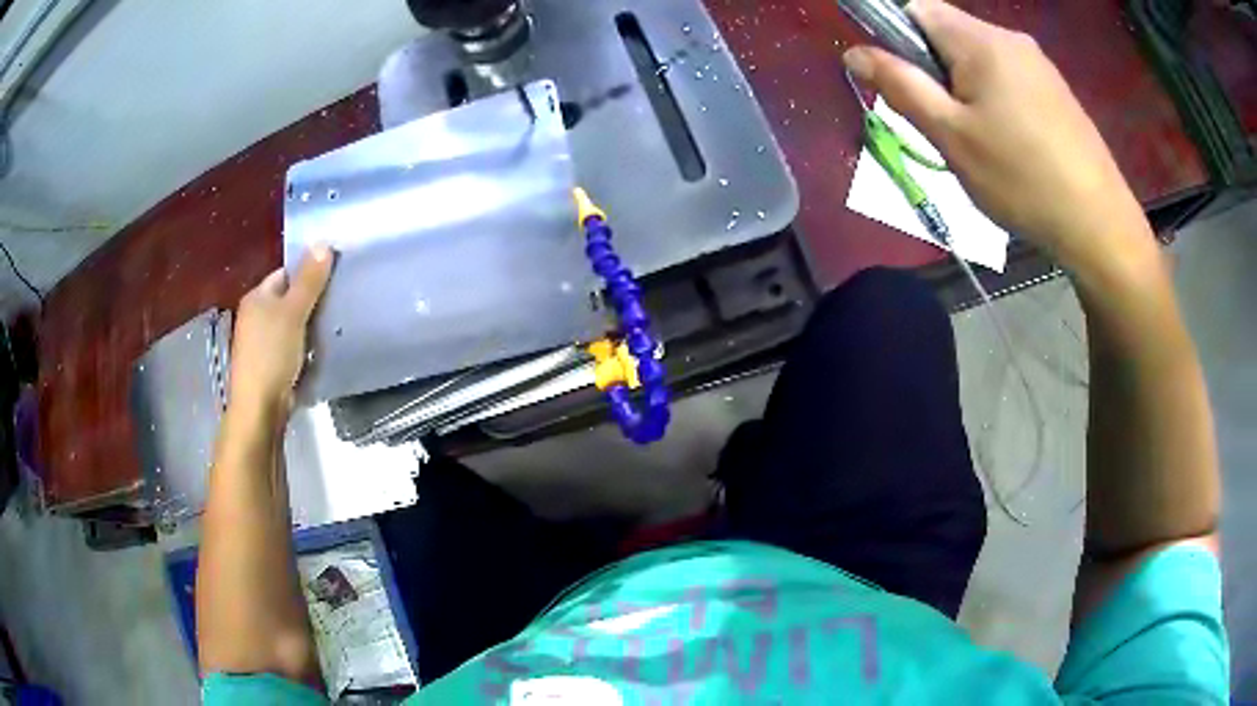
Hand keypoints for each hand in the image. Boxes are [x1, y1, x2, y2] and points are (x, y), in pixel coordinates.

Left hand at [228, 247, 333, 417]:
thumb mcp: (293, 312)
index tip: (332, 278)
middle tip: (337, 302)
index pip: (285, 273)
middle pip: (288, 298)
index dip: (307, 273)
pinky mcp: (270, 364)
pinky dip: (305, 346)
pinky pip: (292, 345)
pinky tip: (319, 350)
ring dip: (310, 325)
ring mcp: (261, 342)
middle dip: (311, 300)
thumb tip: (323, 243)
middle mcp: (255, 316)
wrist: (260, 406)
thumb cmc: (272, 353)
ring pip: (292, 324)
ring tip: (333, 326)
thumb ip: (308, 280)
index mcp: (256, 297)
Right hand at [843, 0, 1153, 272]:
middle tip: (946, 127)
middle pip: (950, 34)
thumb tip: (854, 53)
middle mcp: (1011, 39)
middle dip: (935, 71)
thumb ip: (901, 87)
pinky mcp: (1057, 91)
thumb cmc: (1022, 180)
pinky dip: (996, 101)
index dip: (898, 38)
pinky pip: (1010, 79)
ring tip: (981, 143)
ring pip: (981, 60)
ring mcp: (1040, 65)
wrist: (1100, 225)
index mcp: (981, 40)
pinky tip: (1011, 145)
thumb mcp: (951, 136)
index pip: (917, 9)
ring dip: (966, 89)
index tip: (907, 85)